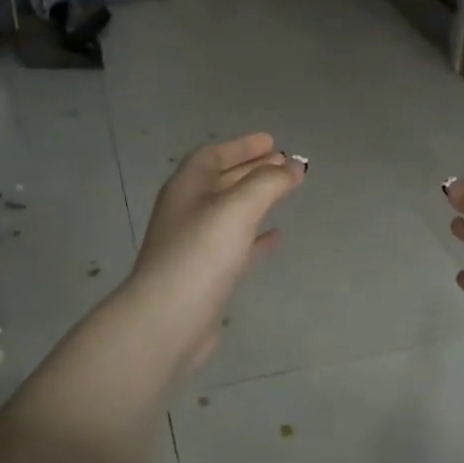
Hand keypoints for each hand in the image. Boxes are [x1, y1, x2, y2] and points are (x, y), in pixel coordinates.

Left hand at [125, 133, 305, 372]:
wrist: (169, 319)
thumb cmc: (200, 254)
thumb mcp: (237, 208)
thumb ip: (268, 183)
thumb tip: (294, 167)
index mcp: (187, 188)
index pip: (213, 156)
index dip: (242, 146)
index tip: (272, 142)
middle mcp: (187, 211)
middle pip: (222, 181)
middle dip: (253, 170)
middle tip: (285, 165)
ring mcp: (195, 244)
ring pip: (230, 212)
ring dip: (256, 200)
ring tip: (285, 193)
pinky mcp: (207, 274)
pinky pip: (236, 245)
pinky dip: (255, 236)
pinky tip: (275, 237)